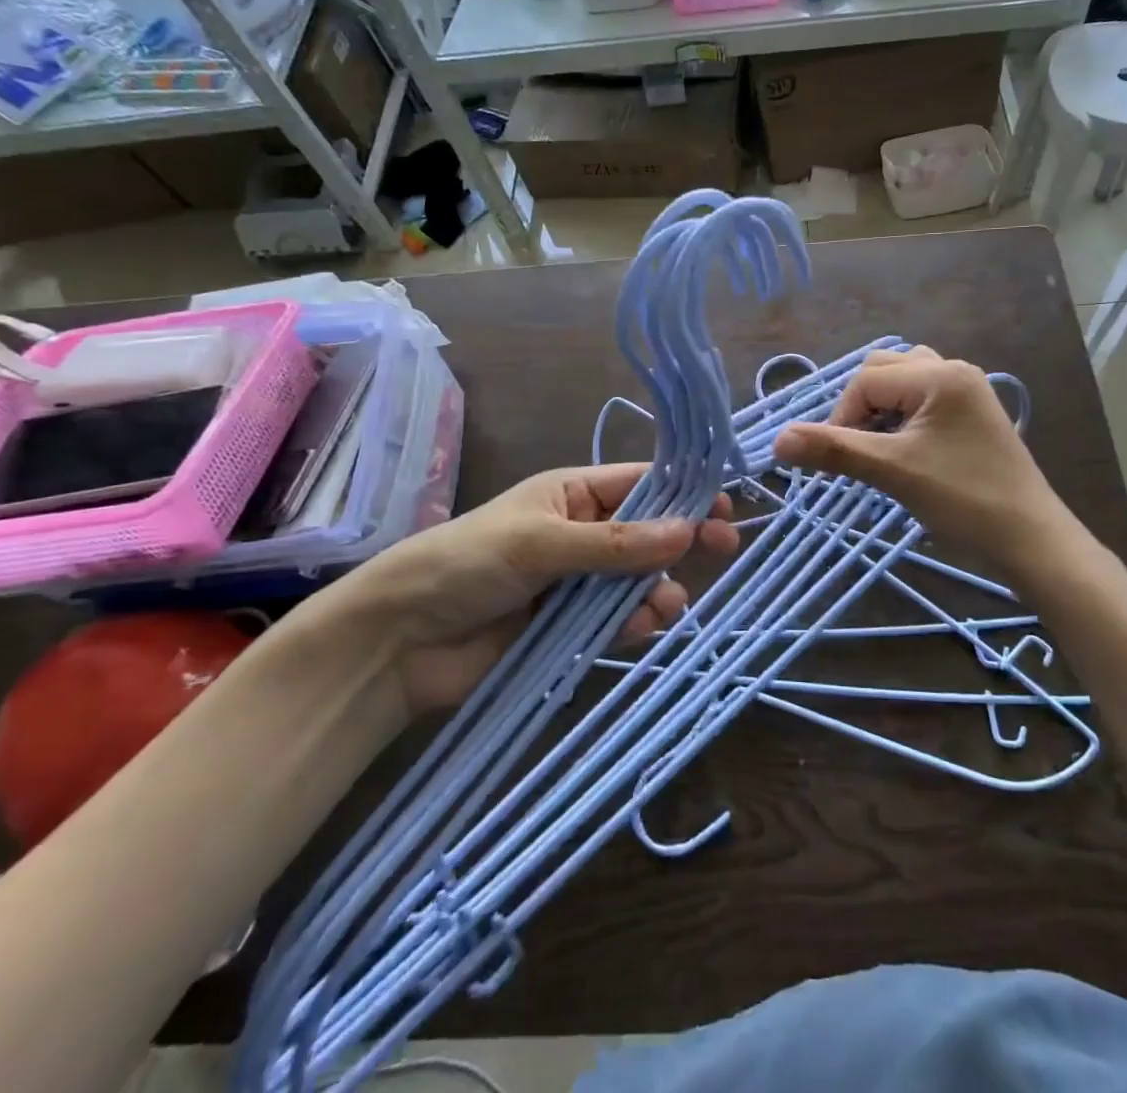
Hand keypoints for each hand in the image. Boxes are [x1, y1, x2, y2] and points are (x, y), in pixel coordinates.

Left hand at [326, 463, 739, 712]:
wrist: (401, 641)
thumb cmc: (466, 564)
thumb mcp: (541, 542)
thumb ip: (615, 543)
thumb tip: (687, 529)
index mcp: (573, 494)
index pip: (641, 484)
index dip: (684, 491)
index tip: (725, 504)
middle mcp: (583, 533)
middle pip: (648, 532)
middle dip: (683, 539)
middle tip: (724, 547)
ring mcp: (578, 582)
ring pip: (639, 579)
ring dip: (659, 589)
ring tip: (667, 606)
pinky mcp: (571, 627)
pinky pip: (619, 618)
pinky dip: (637, 622)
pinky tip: (644, 627)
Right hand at [773, 347, 1072, 565]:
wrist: (1031, 540)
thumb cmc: (964, 501)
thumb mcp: (893, 472)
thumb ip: (833, 450)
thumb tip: (777, 440)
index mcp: (939, 375)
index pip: (865, 381)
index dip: (841, 420)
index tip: (840, 464)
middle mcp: (955, 370)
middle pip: (882, 372)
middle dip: (859, 410)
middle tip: (859, 454)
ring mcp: (967, 391)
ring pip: (902, 384)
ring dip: (880, 412)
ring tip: (879, 449)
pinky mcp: (972, 414)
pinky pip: (922, 400)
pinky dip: (901, 419)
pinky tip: (904, 452)